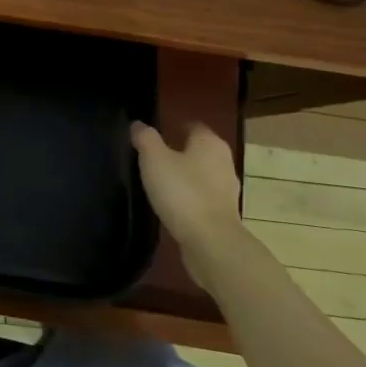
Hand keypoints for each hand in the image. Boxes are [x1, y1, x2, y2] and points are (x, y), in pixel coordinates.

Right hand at [132, 120, 247, 277]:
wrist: (210, 242)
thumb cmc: (182, 192)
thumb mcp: (154, 159)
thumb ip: (145, 138)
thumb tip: (138, 125)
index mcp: (210, 143)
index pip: (192, 125)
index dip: (174, 126)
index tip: (154, 133)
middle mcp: (224, 162)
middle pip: (198, 150)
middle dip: (179, 151)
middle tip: (152, 157)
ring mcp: (227, 190)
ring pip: (202, 174)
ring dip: (185, 176)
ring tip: (160, 181)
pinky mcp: (223, 213)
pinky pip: (203, 197)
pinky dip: (189, 196)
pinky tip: (172, 204)